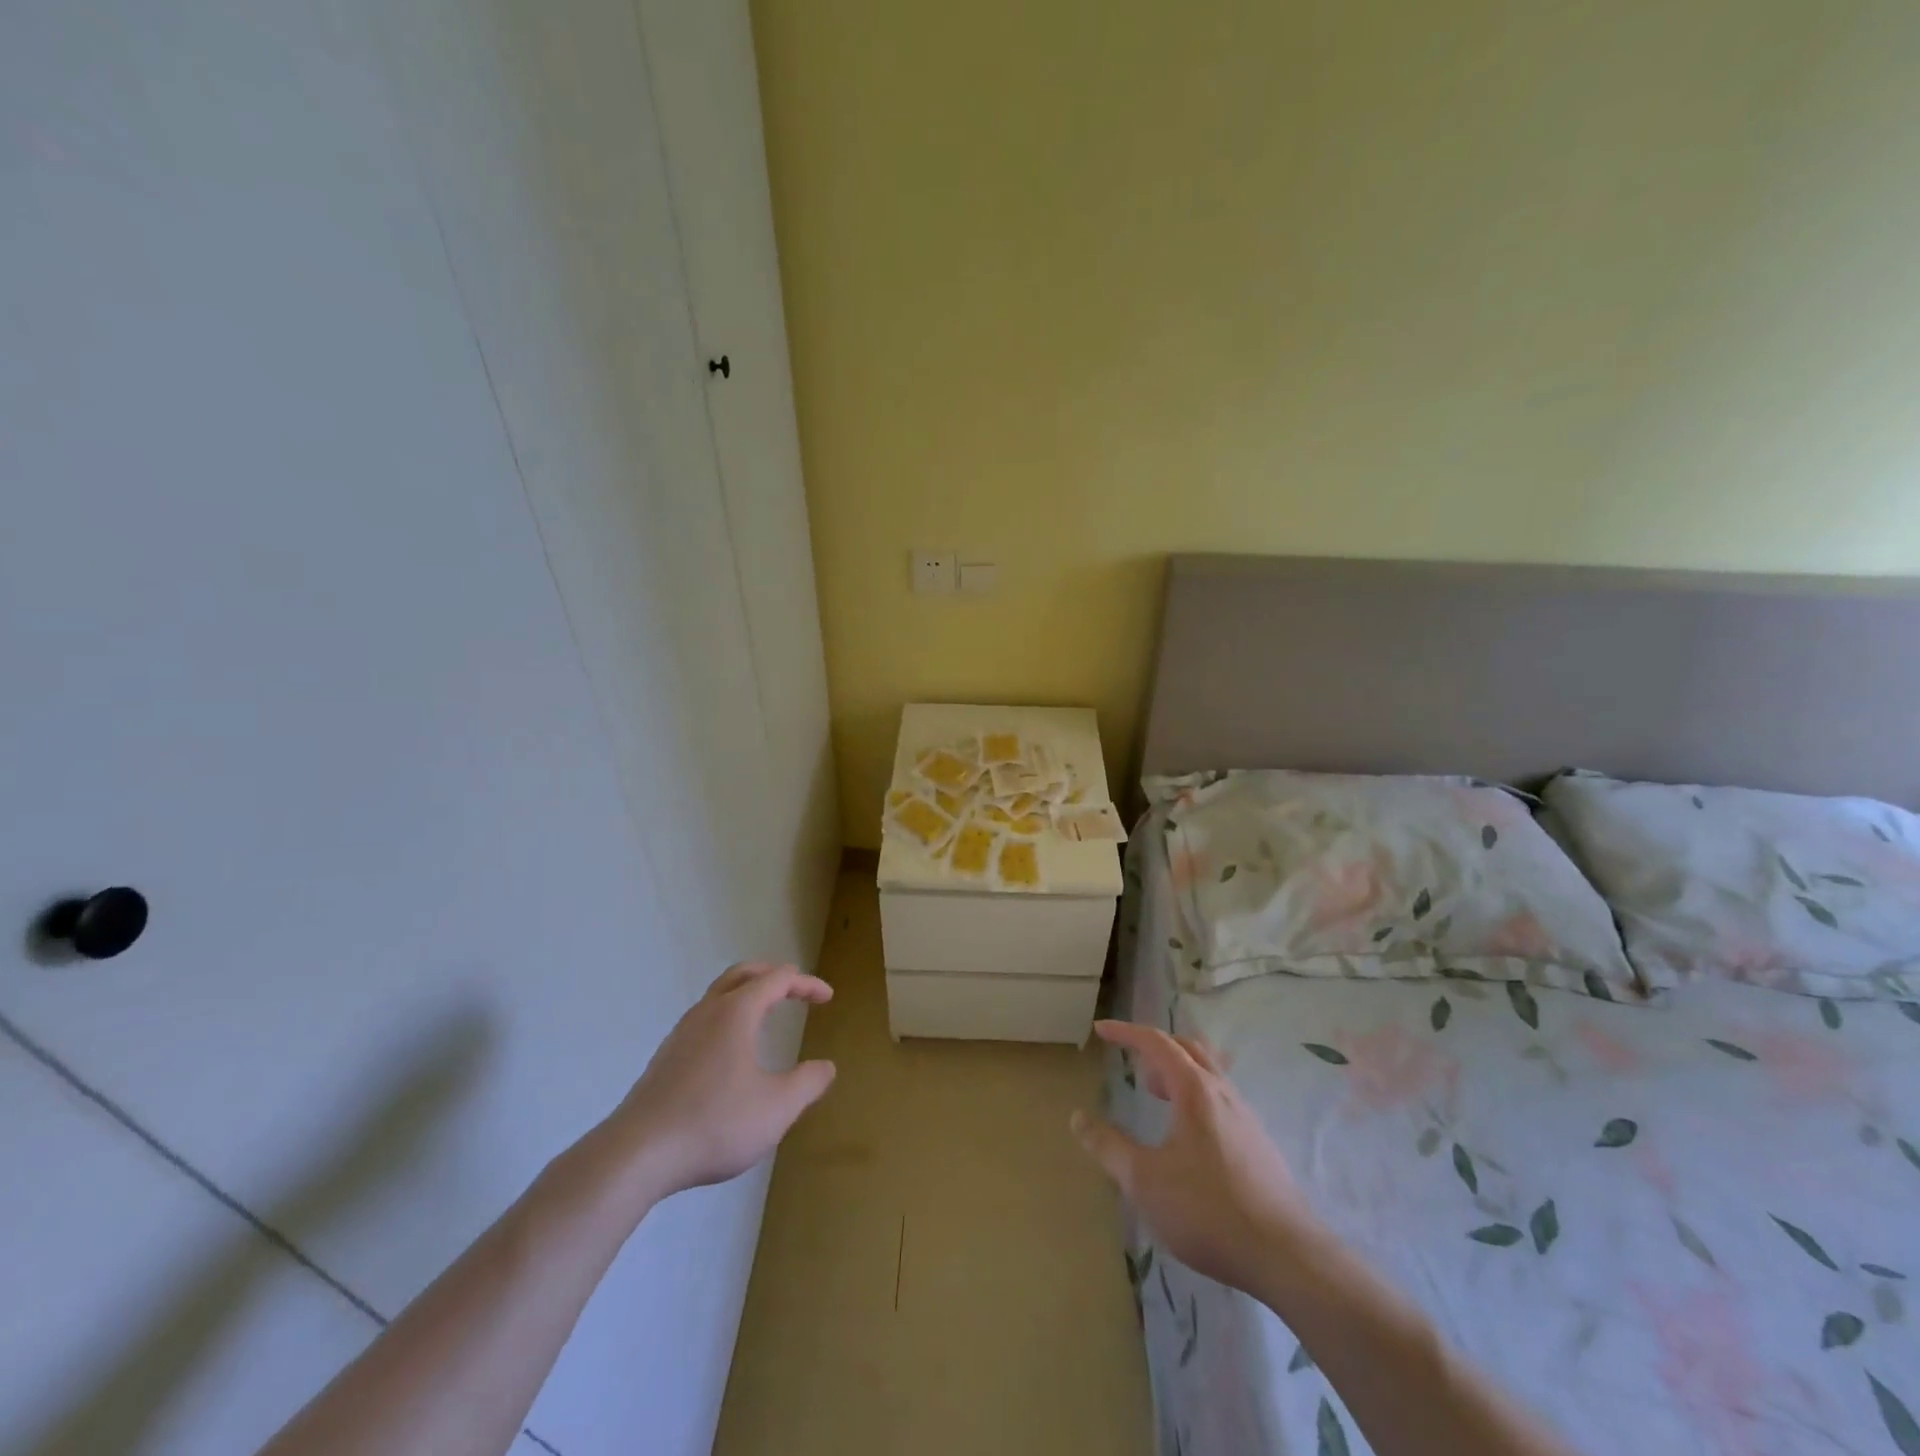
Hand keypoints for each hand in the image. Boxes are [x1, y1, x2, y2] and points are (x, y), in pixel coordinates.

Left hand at [609, 961, 835, 1202]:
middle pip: (743, 973)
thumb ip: (807, 1084)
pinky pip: (704, 1020)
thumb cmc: (715, 1123)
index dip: (806, 984)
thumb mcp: (777, 1108)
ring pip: (718, 995)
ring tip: (766, 1013)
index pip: (778, 979)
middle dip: (773, 974)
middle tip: (795, 987)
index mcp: (737, 1012)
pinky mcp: (665, 1058)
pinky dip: (728, 1017)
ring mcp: (681, 1033)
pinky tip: (731, 1051)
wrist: (637, 1155)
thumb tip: (826, 1067)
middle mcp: (707, 1012)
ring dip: (747, 994)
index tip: (827, 998)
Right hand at [1072, 1021, 1316, 1297]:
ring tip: (1156, 1096)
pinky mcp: (1259, 1146)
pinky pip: (1221, 1100)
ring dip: (1178, 1073)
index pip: (1156, 1043)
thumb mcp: (1144, 1180)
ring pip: (1209, 1074)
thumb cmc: (1208, 1210)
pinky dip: (1195, 1098)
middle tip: (1133, 1063)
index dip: (1125, 1032)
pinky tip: (1188, 1137)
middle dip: (1157, 1048)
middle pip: (1189, 1049)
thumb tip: (1078, 1118)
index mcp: (1195, 1089)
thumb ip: (1108, 1147)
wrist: (1287, 1257)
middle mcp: (1223, 1093)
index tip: (1101, 1030)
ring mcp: (1246, 1118)